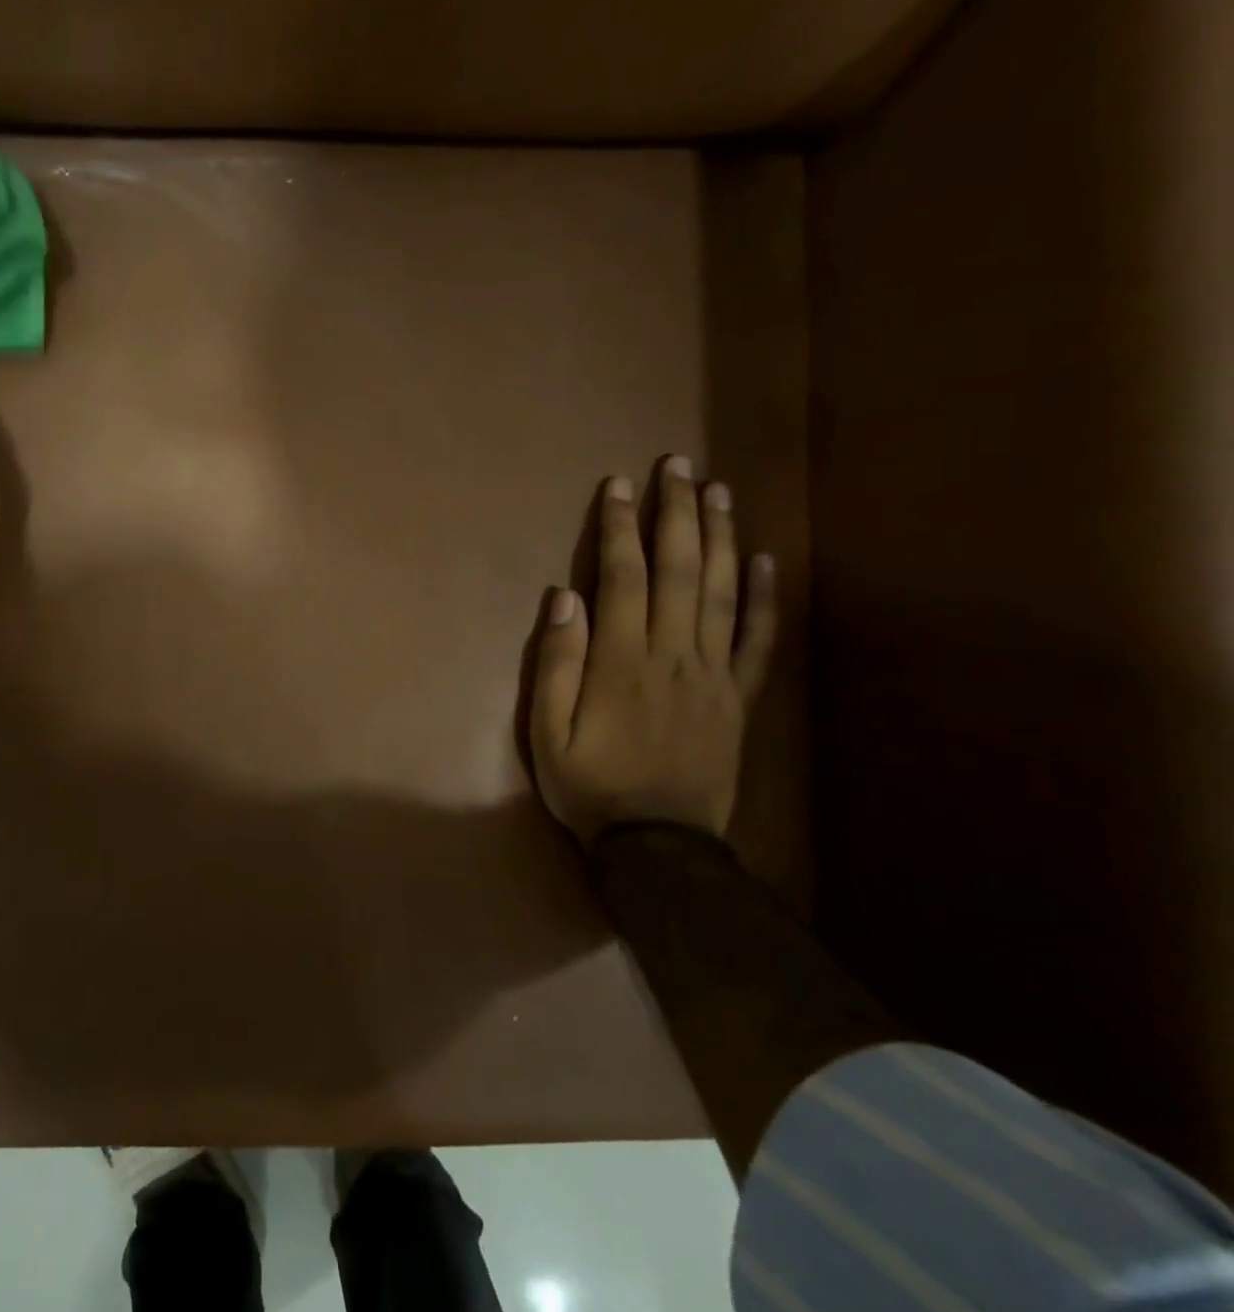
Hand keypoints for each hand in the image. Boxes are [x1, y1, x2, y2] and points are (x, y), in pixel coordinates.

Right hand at [529, 457, 776, 843]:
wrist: (657, 846)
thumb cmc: (589, 786)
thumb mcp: (546, 732)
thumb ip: (556, 664)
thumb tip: (564, 598)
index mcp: (621, 662)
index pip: (623, 578)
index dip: (620, 528)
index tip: (620, 485)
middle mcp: (672, 655)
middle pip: (680, 571)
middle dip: (677, 513)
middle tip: (678, 465)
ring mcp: (713, 675)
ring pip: (721, 593)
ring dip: (720, 538)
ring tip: (718, 492)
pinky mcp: (737, 698)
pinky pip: (757, 641)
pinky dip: (764, 599)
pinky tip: (765, 562)